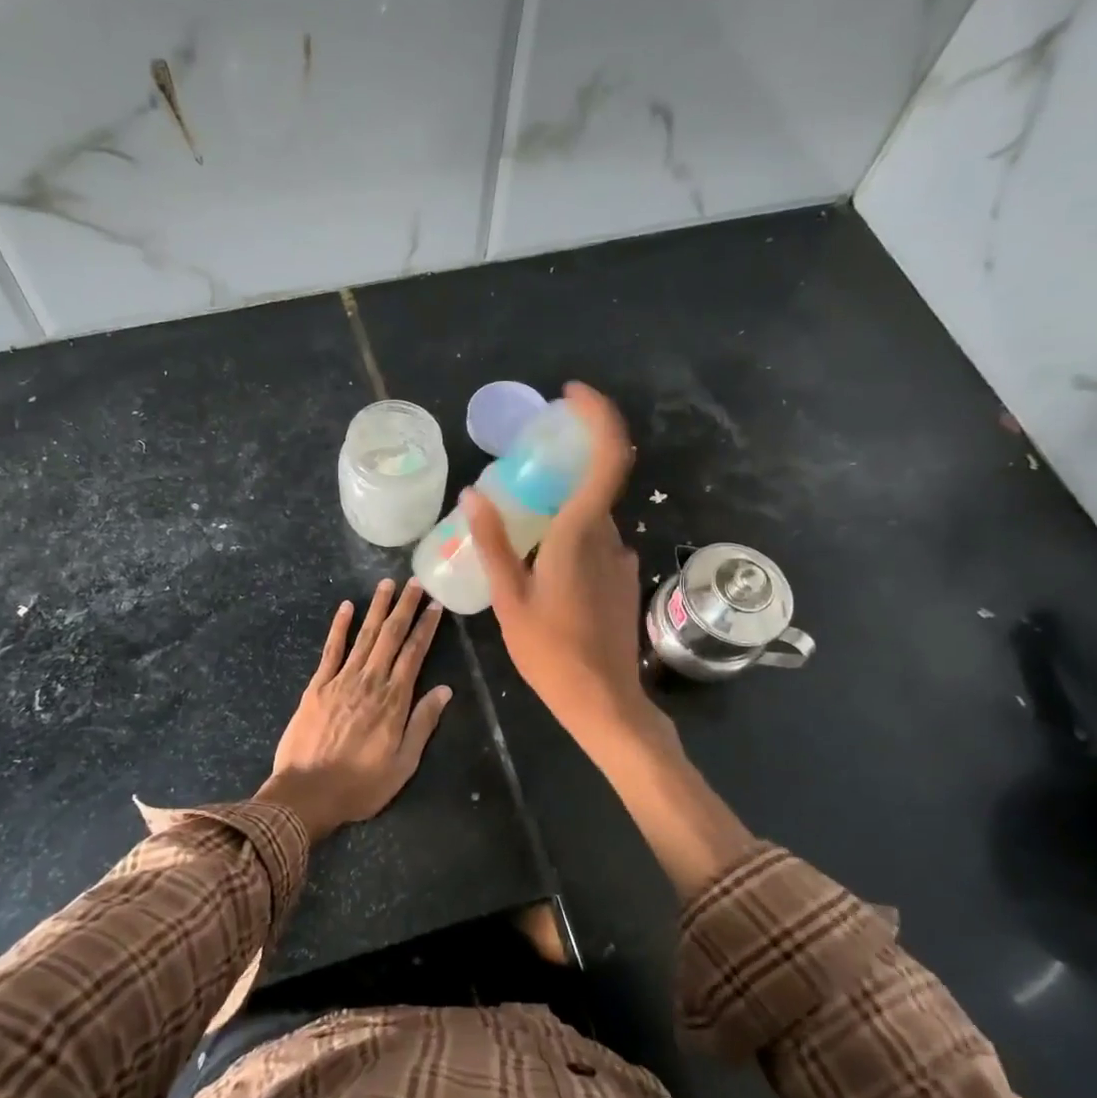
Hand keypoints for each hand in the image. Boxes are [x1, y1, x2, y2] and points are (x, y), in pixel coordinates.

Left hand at [258, 579, 452, 840]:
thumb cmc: (360, 785)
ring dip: (376, 609)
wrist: (307, 794)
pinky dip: (339, 627)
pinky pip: (331, 650)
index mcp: (394, 700)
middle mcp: (370, 682)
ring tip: (386, 584)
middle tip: (415, 583)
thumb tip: (445, 690)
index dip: (426, 627)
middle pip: (390, 636)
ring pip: (364, 636)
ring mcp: (341, 680)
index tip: (435, 606)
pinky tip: (345, 607)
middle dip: (404, 608)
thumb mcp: (403, 764)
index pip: (414, 654)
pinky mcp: (317, 686)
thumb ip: (423, 723)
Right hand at [463, 382, 662, 751]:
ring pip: (592, 517)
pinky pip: (596, 542)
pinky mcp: (623, 580)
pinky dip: (571, 537)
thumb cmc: (550, 651)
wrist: (603, 701)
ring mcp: (622, 559)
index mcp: (583, 532)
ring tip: (521, 533)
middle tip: (520, 476)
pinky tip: (542, 568)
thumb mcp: (510, 596)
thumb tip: (473, 493)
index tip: (570, 396)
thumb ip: (493, 542)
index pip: (608, 455)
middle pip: (594, 483)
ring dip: (562, 511)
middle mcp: (611, 537)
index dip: (597, 415)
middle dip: (561, 470)